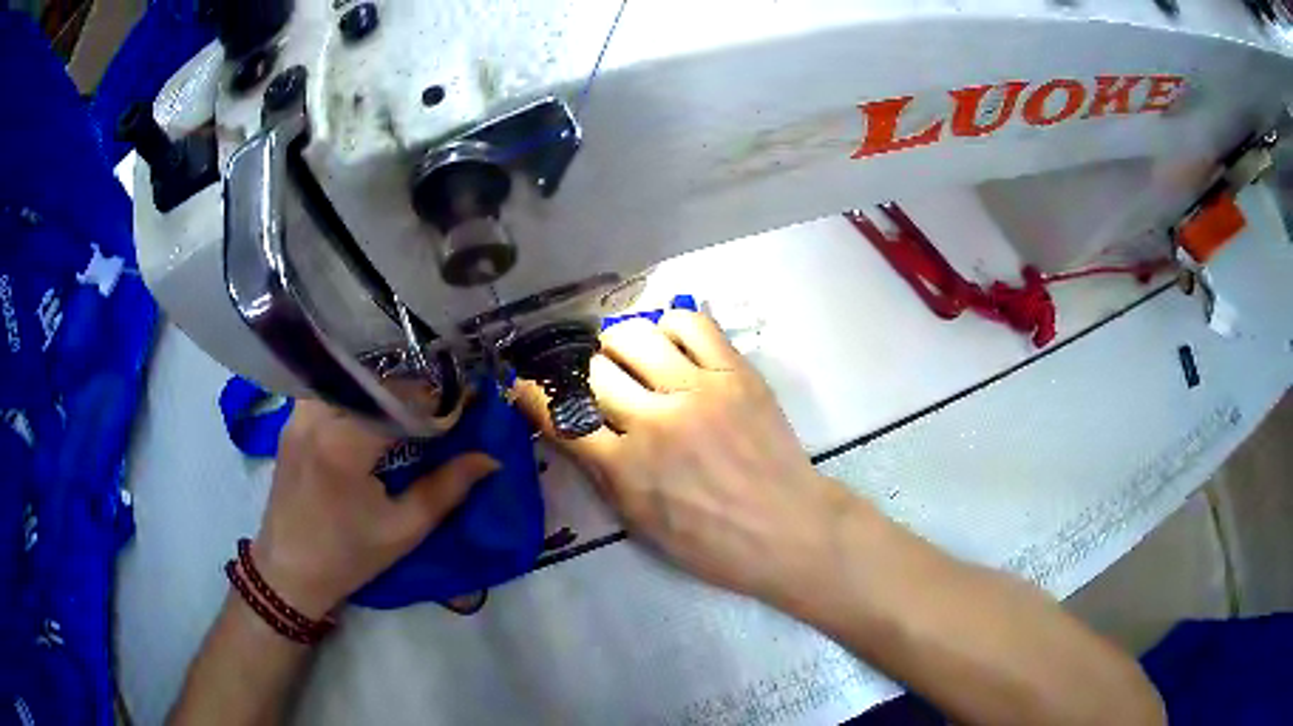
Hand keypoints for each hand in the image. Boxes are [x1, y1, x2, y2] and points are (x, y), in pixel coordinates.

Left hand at [252, 400, 497, 617]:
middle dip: (414, 392)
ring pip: (350, 380)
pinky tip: (370, 413)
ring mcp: (298, 415)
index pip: (402, 400)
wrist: (289, 571)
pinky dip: (356, 394)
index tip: (466, 406)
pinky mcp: (291, 421)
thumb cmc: (349, 557)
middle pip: (376, 383)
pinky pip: (329, 391)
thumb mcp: (404, 530)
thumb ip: (448, 488)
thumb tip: (490, 459)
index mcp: (345, 444)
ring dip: (383, 389)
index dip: (439, 401)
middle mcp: (317, 416)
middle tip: (442, 409)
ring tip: (408, 408)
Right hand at [518, 311, 851, 601]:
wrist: (787, 529)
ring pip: (634, 335)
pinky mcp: (735, 372)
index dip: (533, 396)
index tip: (525, 385)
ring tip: (632, 358)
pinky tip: (675, 347)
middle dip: (584, 374)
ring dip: (620, 344)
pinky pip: (691, 322)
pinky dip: (672, 327)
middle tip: (598, 382)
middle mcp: (654, 419)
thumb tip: (570, 431)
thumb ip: (601, 474)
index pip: (561, 417)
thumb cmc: (712, 543)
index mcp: (626, 467)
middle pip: (594, 369)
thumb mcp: (640, 524)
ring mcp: (698, 390)